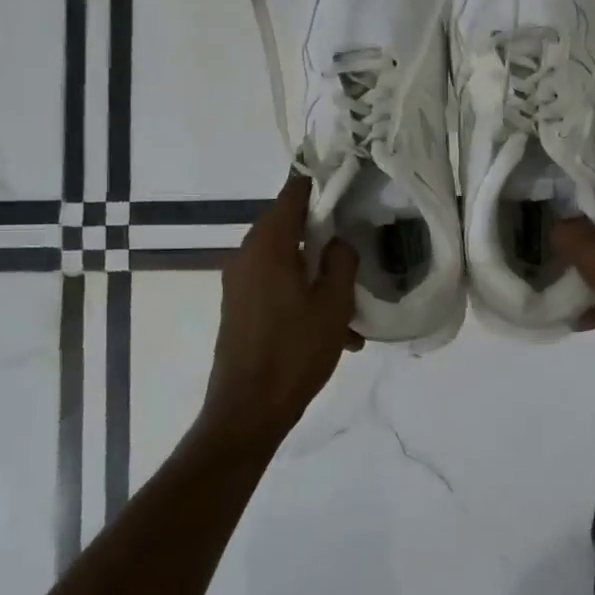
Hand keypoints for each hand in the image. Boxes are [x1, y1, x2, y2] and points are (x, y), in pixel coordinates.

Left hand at [202, 175, 360, 440]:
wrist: (248, 409)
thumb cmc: (295, 351)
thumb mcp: (333, 304)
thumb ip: (341, 261)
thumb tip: (338, 241)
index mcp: (268, 245)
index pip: (292, 194)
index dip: (320, 186)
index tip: (347, 188)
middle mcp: (246, 255)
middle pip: (289, 228)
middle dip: (324, 237)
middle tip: (356, 249)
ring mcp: (238, 283)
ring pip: (285, 262)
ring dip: (317, 276)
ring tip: (351, 310)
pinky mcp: (238, 308)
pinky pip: (275, 288)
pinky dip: (301, 298)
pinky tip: (333, 333)